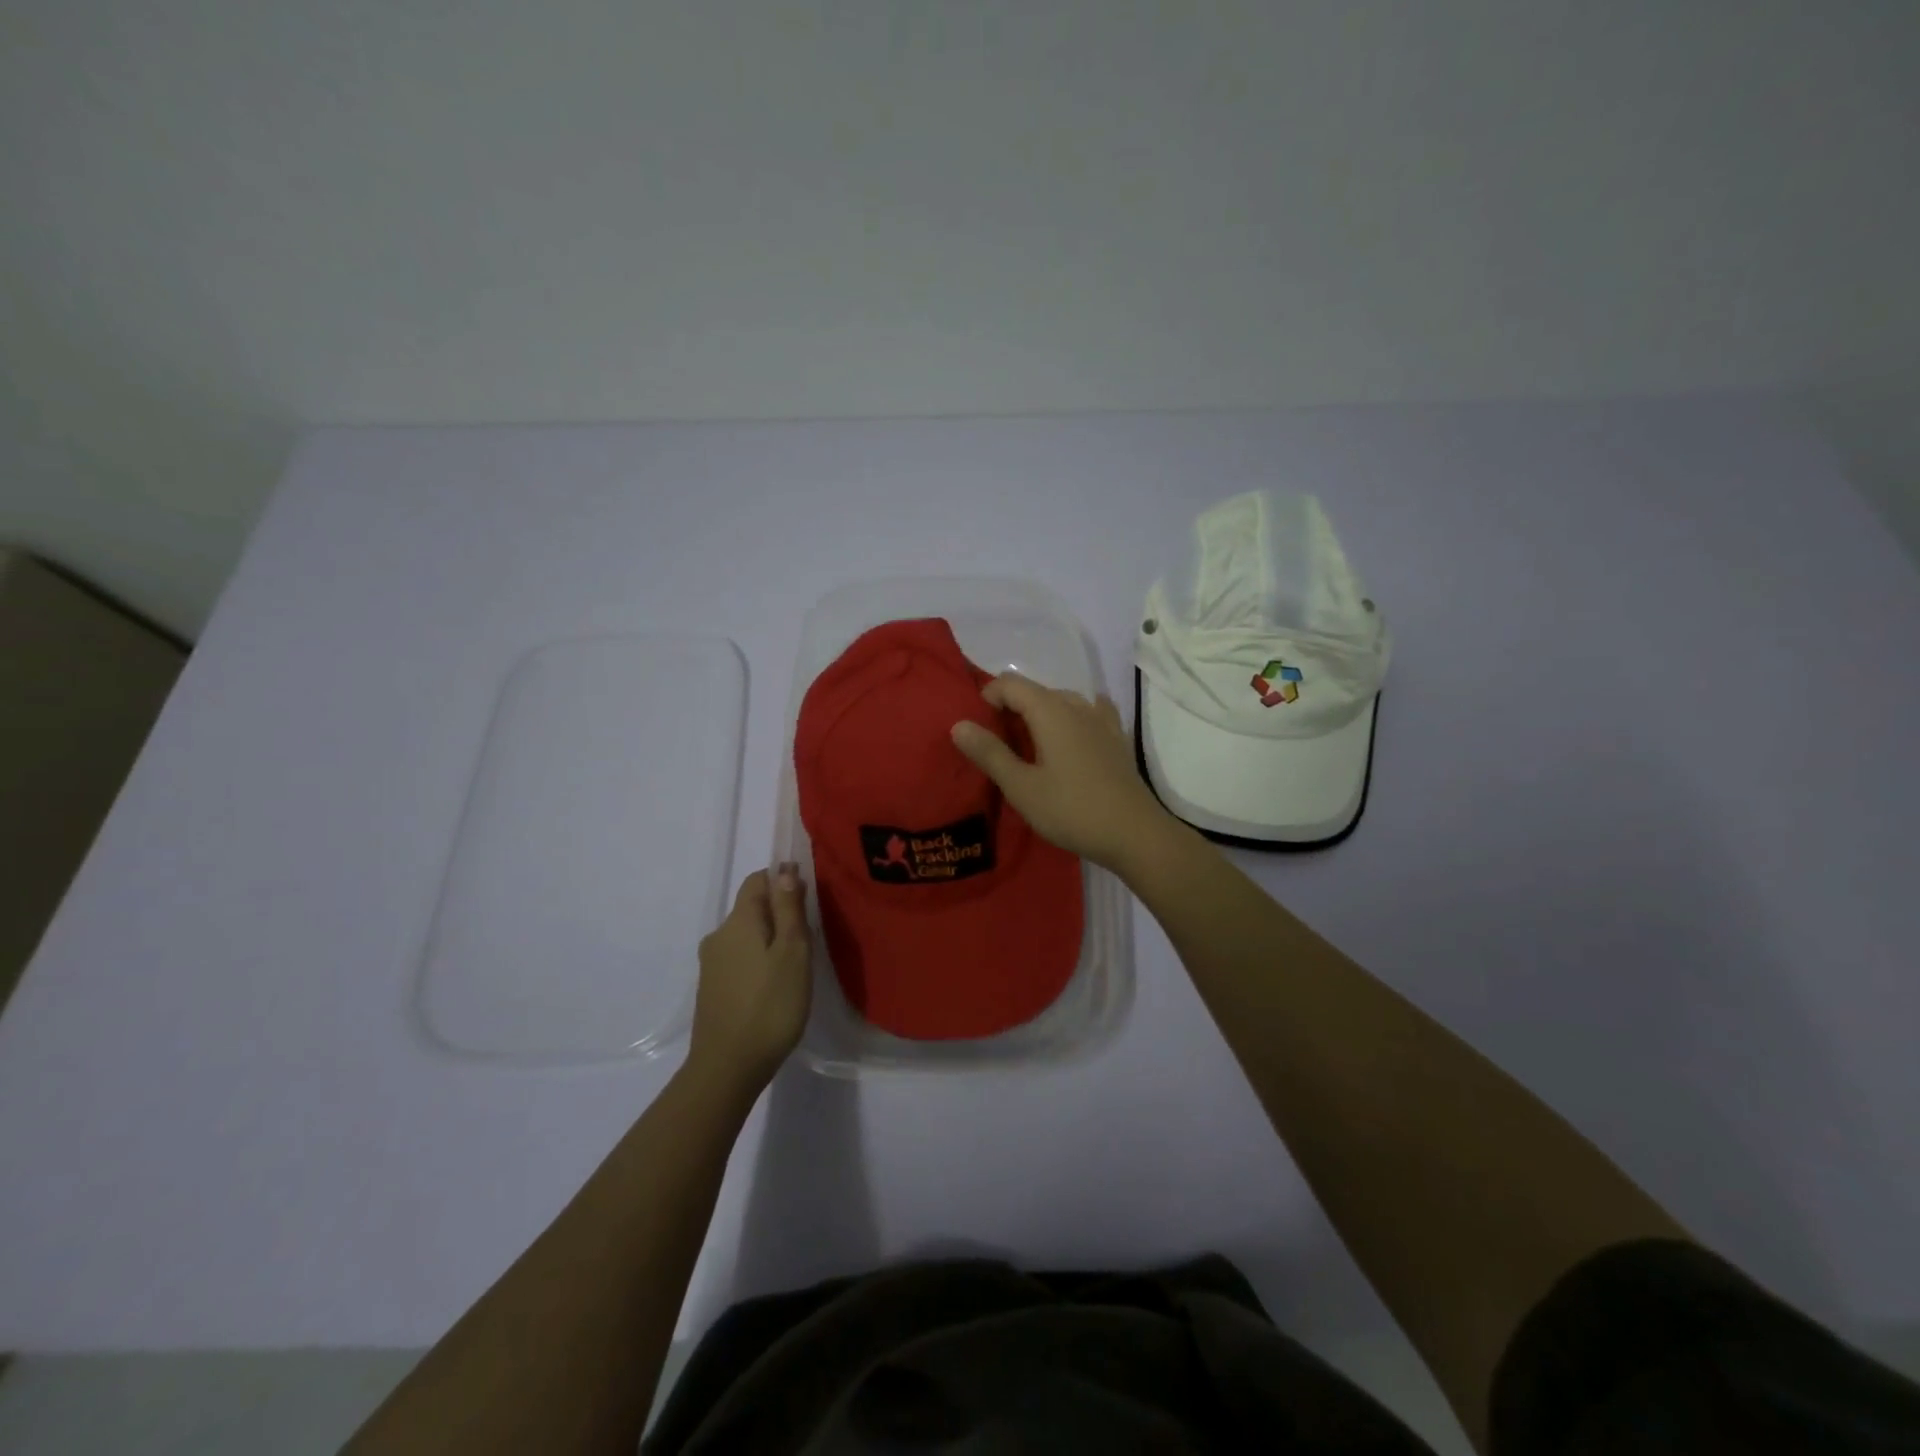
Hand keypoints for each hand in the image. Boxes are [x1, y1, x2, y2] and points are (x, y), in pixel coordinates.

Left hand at [690, 866, 811, 1093]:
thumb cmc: (770, 1005)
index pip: (758, 880)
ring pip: (746, 936)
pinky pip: (739, 959)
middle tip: (809, 937)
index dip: (783, 880)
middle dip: (779, 913)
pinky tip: (774, 985)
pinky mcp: (711, 989)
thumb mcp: (793, 952)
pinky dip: (758, 961)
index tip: (808, 900)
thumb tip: (784, 870)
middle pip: (751, 908)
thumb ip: (789, 909)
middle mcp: (719, 936)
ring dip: (769, 939)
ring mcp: (711, 964)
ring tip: (795, 964)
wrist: (727, 1068)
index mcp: (739, 921)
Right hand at [950, 675, 1173, 870]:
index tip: (976, 728)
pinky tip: (1070, 738)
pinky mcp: (1117, 740)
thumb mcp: (1021, 787)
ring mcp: (1102, 721)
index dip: (987, 697)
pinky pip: (1089, 714)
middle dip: (1011, 708)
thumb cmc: (1071, 810)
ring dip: (1040, 715)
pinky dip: (1070, 720)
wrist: (1134, 834)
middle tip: (996, 745)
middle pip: (1036, 691)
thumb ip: (989, 753)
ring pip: (1063, 702)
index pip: (1011, 684)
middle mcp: (1078, 706)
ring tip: (1029, 747)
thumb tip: (959, 724)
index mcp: (1051, 711)